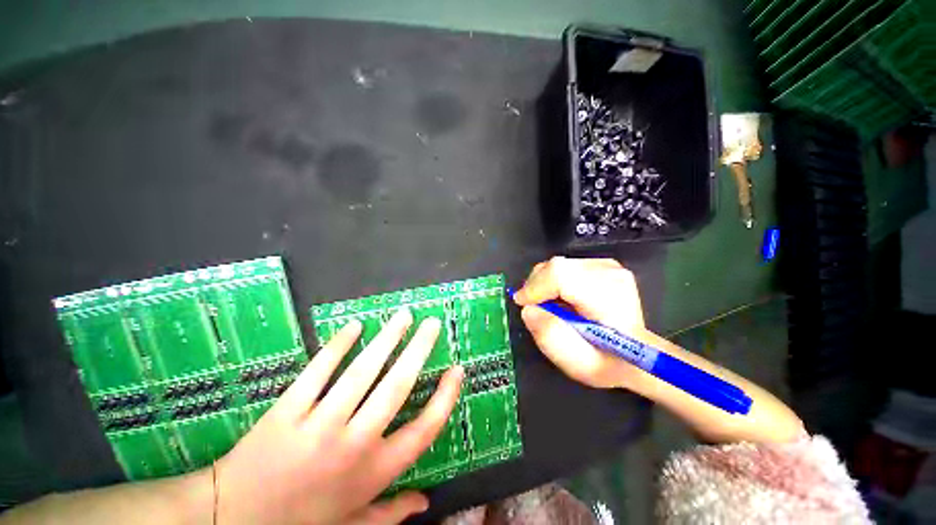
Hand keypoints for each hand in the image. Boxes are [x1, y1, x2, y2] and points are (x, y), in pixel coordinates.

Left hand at [216, 308, 463, 524]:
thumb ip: (391, 513)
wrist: (232, 519)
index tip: (457, 370)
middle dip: (419, 350)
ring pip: (362, 372)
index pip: (424, 430)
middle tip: (432, 324)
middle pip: (396, 388)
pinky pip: (317, 371)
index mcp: (373, 473)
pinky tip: (355, 326)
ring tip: (404, 316)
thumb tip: (426, 501)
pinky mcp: (287, 410)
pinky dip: (337, 346)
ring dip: (387, 339)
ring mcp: (319, 425)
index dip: (445, 397)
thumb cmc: (301, 522)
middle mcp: (353, 445)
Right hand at [513, 257, 647, 389]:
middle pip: (556, 266)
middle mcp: (610, 273)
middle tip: (534, 307)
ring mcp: (608, 266)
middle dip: (537, 285)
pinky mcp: (603, 265)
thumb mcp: (577, 362)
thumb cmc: (608, 363)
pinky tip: (561, 298)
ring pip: (558, 265)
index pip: (560, 274)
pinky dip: (554, 281)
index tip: (522, 303)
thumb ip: (549, 335)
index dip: (535, 287)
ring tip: (548, 305)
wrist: (637, 354)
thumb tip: (529, 309)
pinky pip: (566, 267)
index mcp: (608, 297)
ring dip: (545, 284)